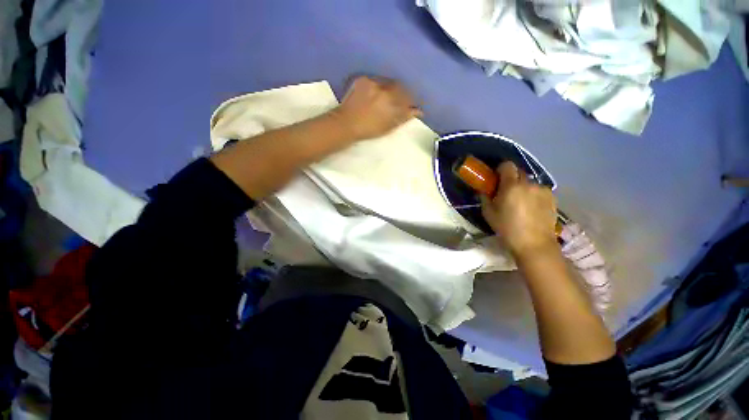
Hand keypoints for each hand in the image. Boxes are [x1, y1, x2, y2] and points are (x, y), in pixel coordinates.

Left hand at [334, 76, 421, 140]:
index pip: (408, 98)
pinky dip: (381, 86)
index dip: (411, 102)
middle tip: (402, 100)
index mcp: (391, 104)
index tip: (412, 105)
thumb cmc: (368, 129)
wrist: (347, 123)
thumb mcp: (388, 127)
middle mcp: (384, 91)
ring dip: (393, 88)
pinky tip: (378, 93)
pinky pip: (377, 80)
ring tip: (390, 96)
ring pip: (389, 82)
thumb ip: (403, 118)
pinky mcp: (364, 79)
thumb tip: (416, 111)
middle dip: (404, 93)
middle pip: (400, 87)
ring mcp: (373, 83)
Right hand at [481, 162, 557, 257]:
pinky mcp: (552, 197)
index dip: (500, 169)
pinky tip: (531, 208)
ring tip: (520, 202)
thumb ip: (485, 197)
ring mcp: (542, 190)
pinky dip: (533, 194)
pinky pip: (539, 190)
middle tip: (506, 192)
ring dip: (523, 187)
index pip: (507, 165)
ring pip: (529, 182)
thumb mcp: (489, 213)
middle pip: (519, 172)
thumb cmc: (507, 228)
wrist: (534, 244)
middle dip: (511, 179)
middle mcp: (529, 184)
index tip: (496, 179)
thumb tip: (484, 190)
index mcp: (511, 186)